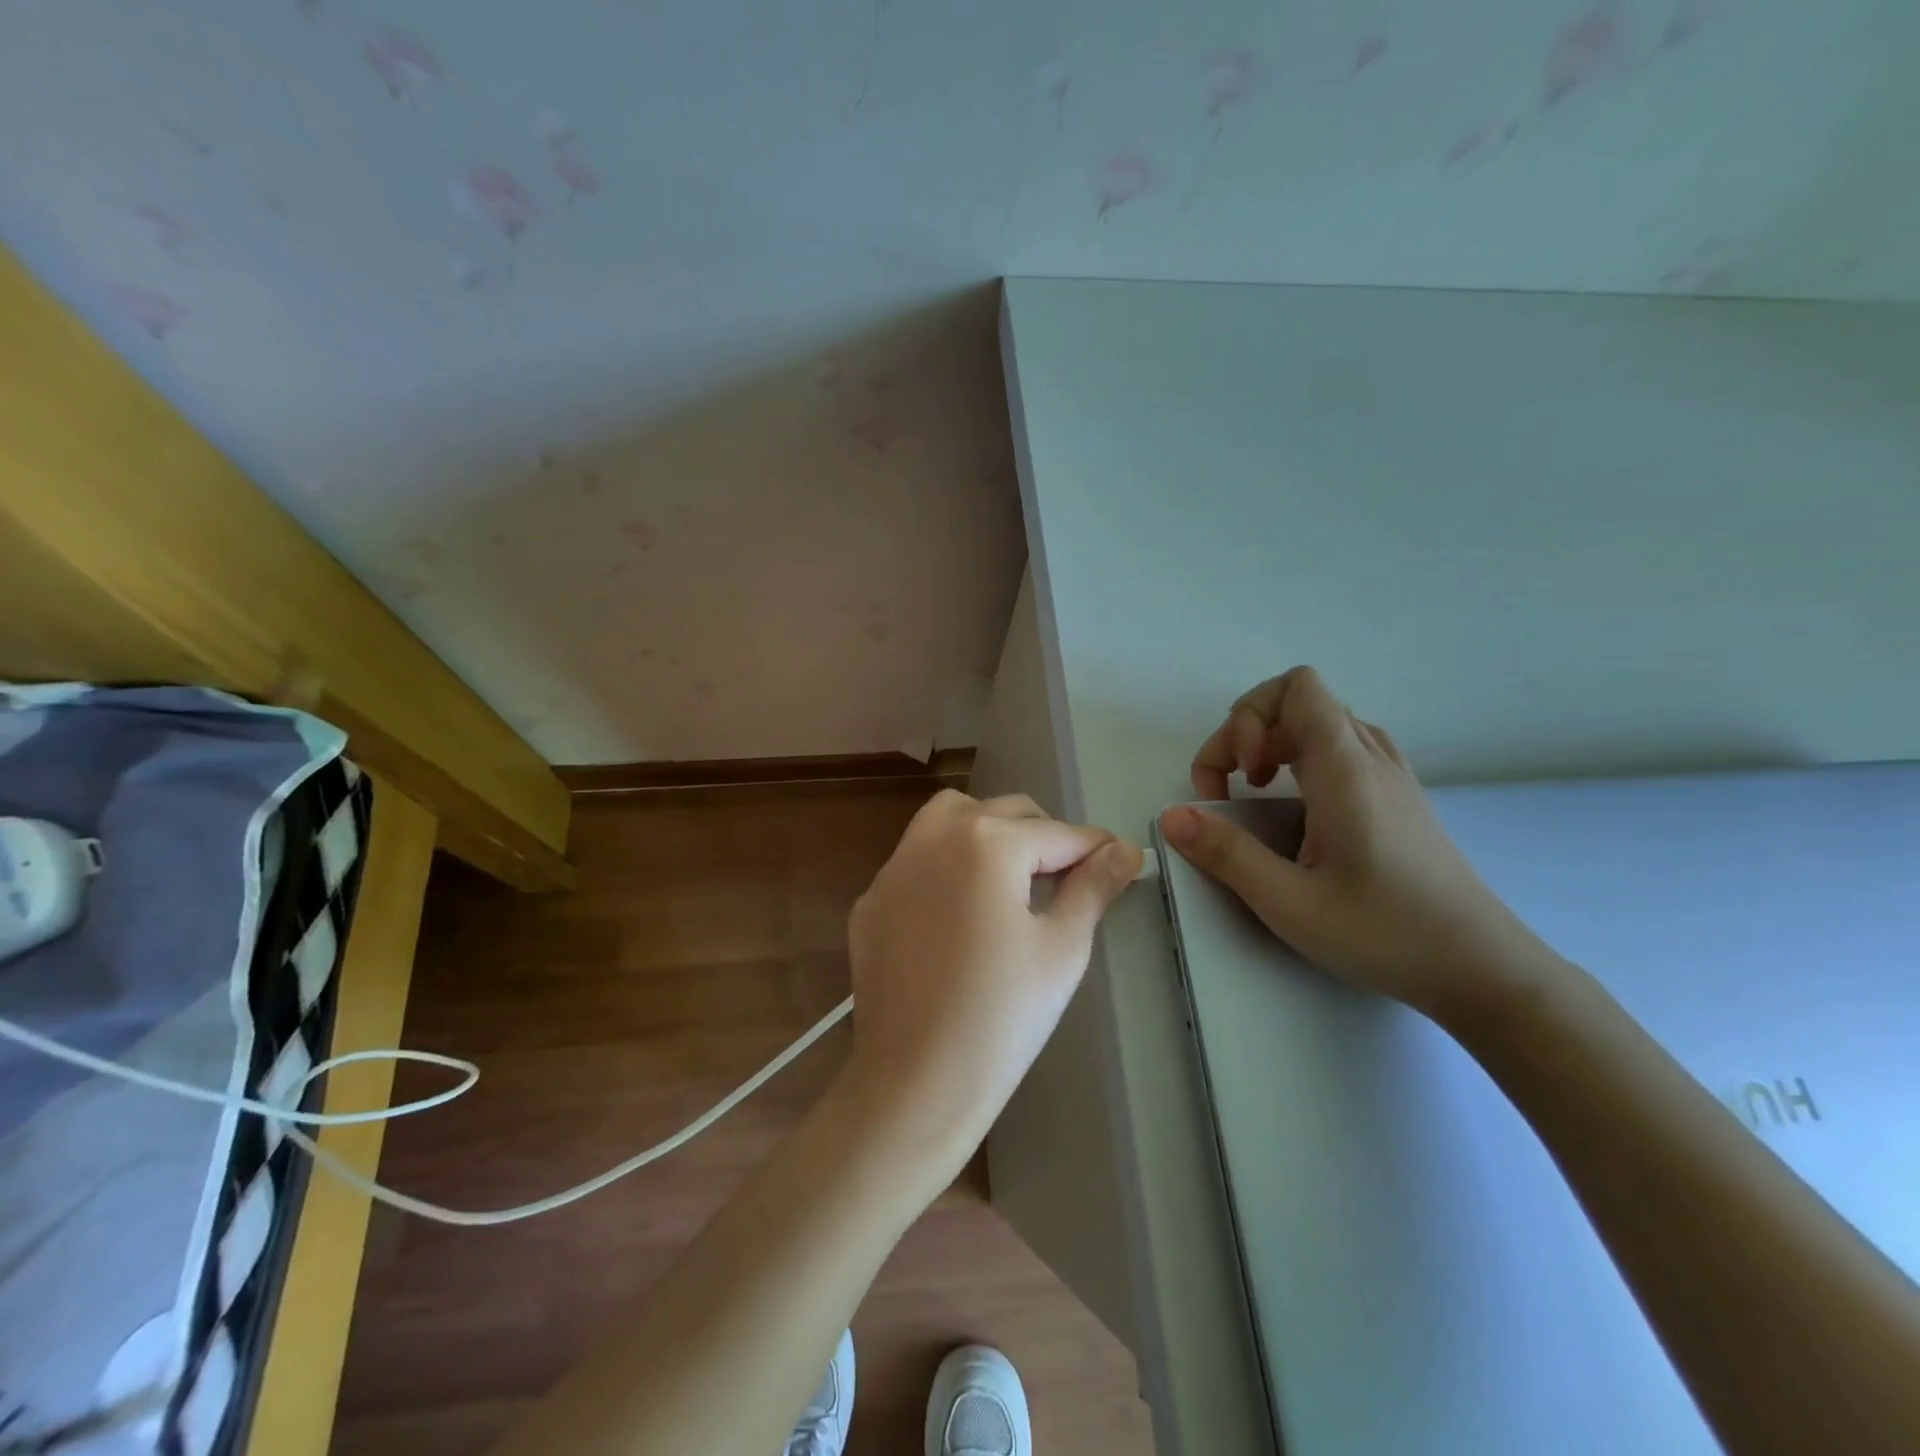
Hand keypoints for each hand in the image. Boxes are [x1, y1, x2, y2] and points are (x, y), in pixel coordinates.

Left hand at [842, 791, 1139, 1177]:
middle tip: (1069, 879)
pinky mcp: (871, 900)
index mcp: (987, 842)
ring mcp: (894, 867)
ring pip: (950, 818)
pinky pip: (916, 860)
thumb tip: (1125, 849)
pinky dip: (947, 866)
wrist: (915, 1083)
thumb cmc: (1003, 1016)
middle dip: (1044, 837)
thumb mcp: (1063, 947)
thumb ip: (1094, 886)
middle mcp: (935, 836)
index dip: (1096, 848)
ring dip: (988, 831)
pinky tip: (960, 914)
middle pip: (1005, 813)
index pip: (1058, 833)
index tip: (1121, 859)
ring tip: (1012, 877)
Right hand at [1159, 667, 1557, 1023]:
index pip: (1295, 687)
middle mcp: (1371, 758)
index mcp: (1346, 769)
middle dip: (1247, 734)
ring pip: (1321, 723)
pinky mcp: (1398, 798)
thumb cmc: (1386, 934)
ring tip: (1256, 793)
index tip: (1241, 776)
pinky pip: (1342, 748)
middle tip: (1228, 792)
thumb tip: (1172, 817)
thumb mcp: (1290, 904)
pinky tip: (1296, 811)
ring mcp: (1391, 775)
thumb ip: (1226, 854)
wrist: (1483, 969)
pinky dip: (1302, 761)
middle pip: (1299, 701)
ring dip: (1274, 745)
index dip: (1251, 716)